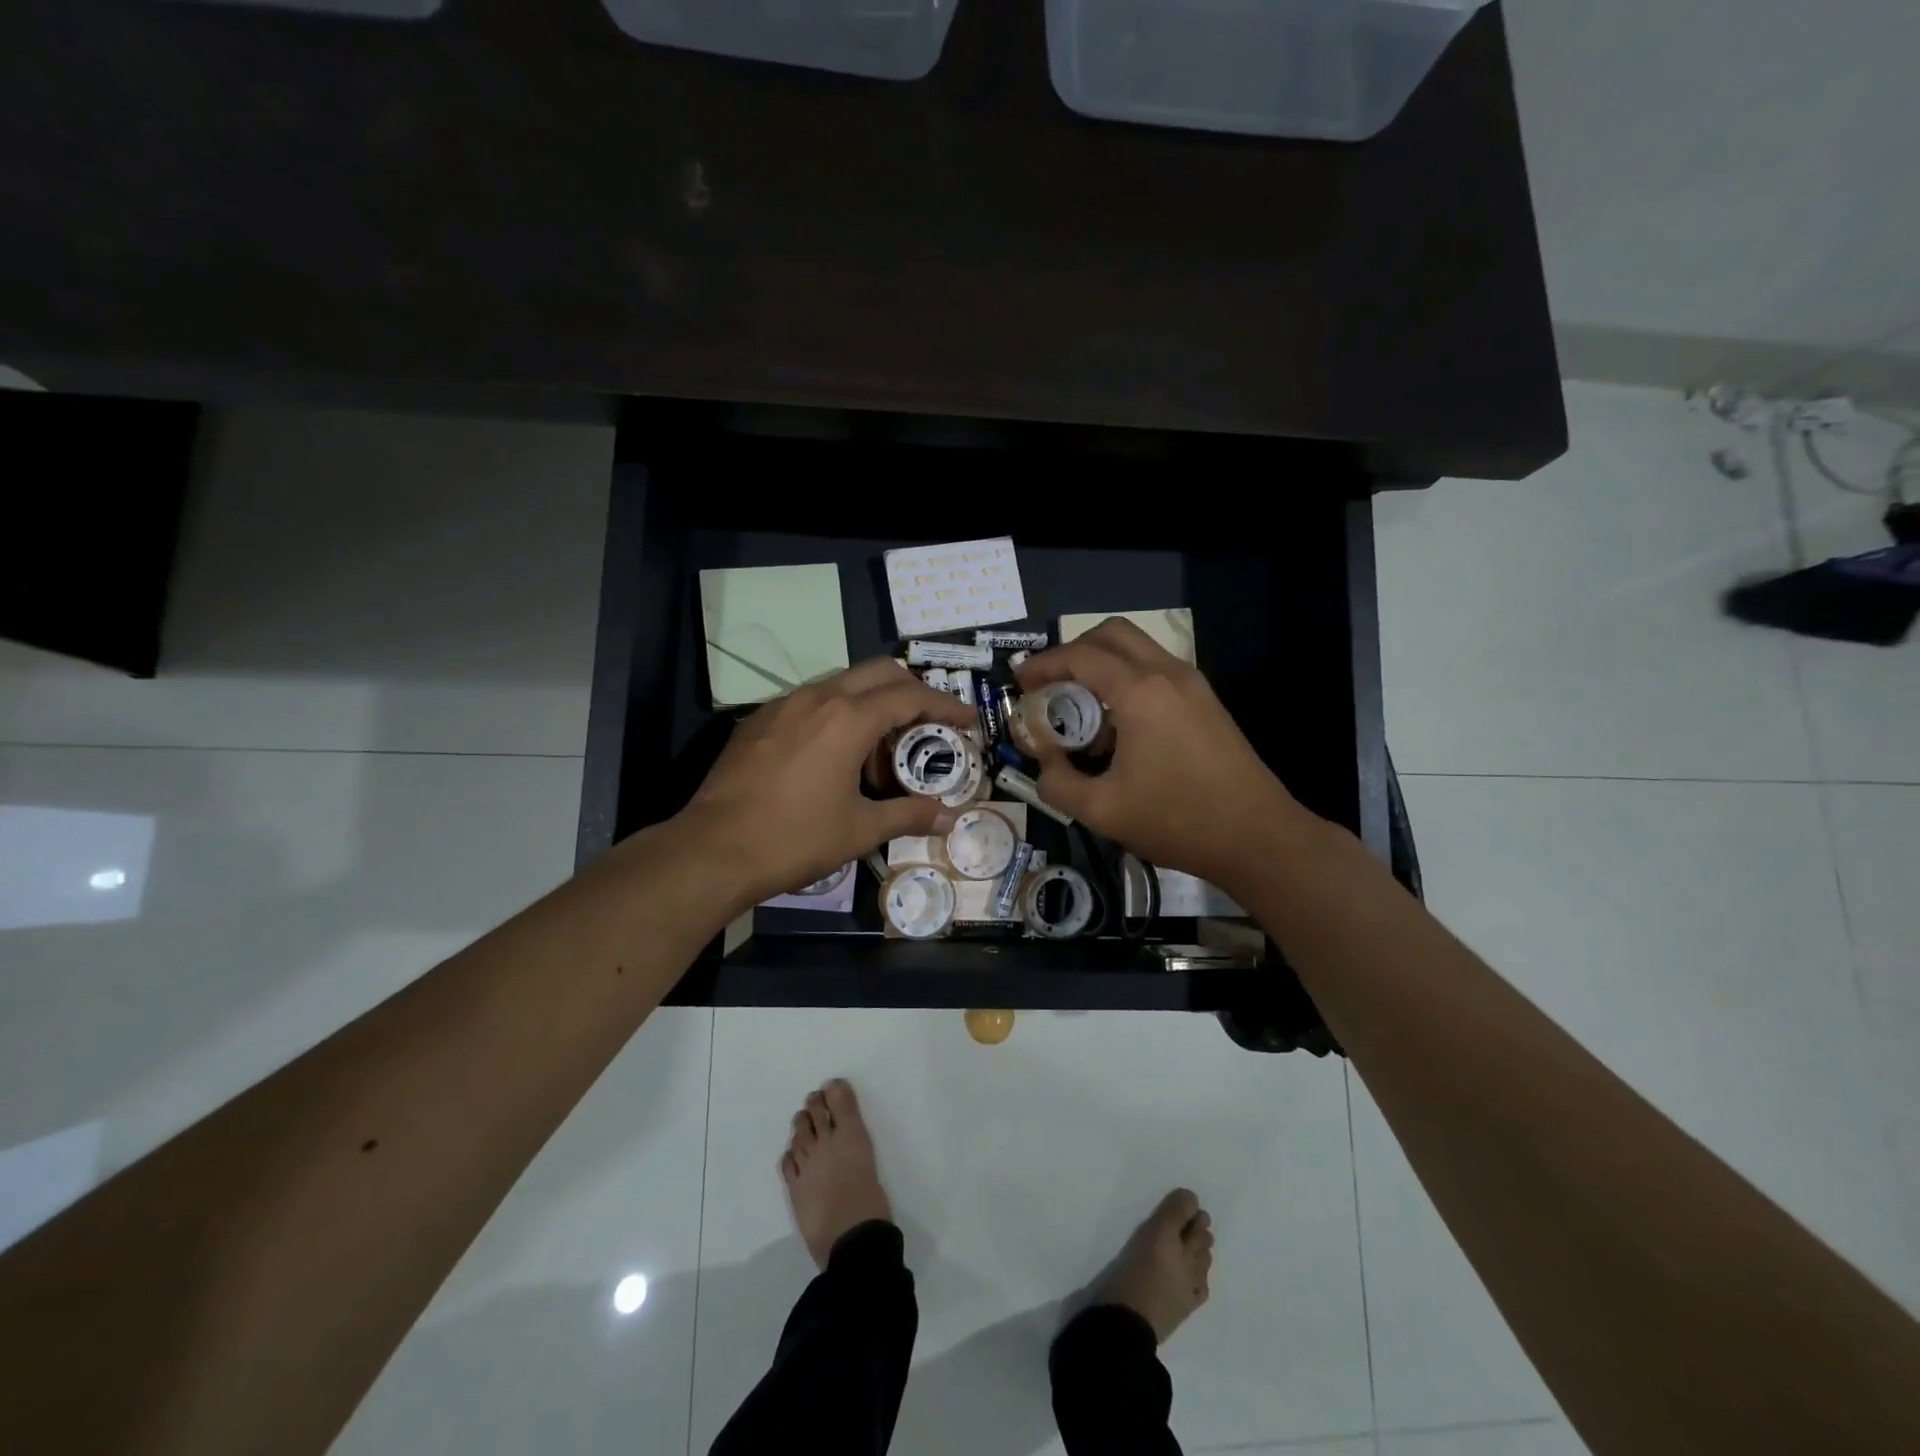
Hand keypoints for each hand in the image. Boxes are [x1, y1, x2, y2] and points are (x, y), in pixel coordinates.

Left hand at [681, 658, 976, 908]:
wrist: (712, 849)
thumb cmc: (794, 838)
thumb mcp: (859, 829)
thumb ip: (908, 815)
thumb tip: (948, 817)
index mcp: (848, 718)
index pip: (911, 696)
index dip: (945, 704)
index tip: (968, 718)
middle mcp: (818, 698)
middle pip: (878, 672)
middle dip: (912, 689)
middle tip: (929, 723)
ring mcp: (782, 705)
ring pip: (841, 683)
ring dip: (871, 702)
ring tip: (880, 747)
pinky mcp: (758, 720)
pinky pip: (810, 701)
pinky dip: (836, 713)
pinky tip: (833, 754)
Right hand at [1015, 619, 1312, 891]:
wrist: (1259, 838)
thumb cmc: (1178, 821)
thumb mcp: (1102, 811)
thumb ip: (1058, 784)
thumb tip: (1044, 763)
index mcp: (1140, 692)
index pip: (1080, 656)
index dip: (1043, 664)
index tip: (1019, 683)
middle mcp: (1168, 674)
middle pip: (1112, 633)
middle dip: (1073, 652)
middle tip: (1050, 685)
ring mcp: (1193, 685)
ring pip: (1137, 650)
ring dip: (1102, 666)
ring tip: (1081, 712)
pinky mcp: (1207, 702)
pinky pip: (1156, 672)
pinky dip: (1126, 682)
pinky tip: (1118, 729)